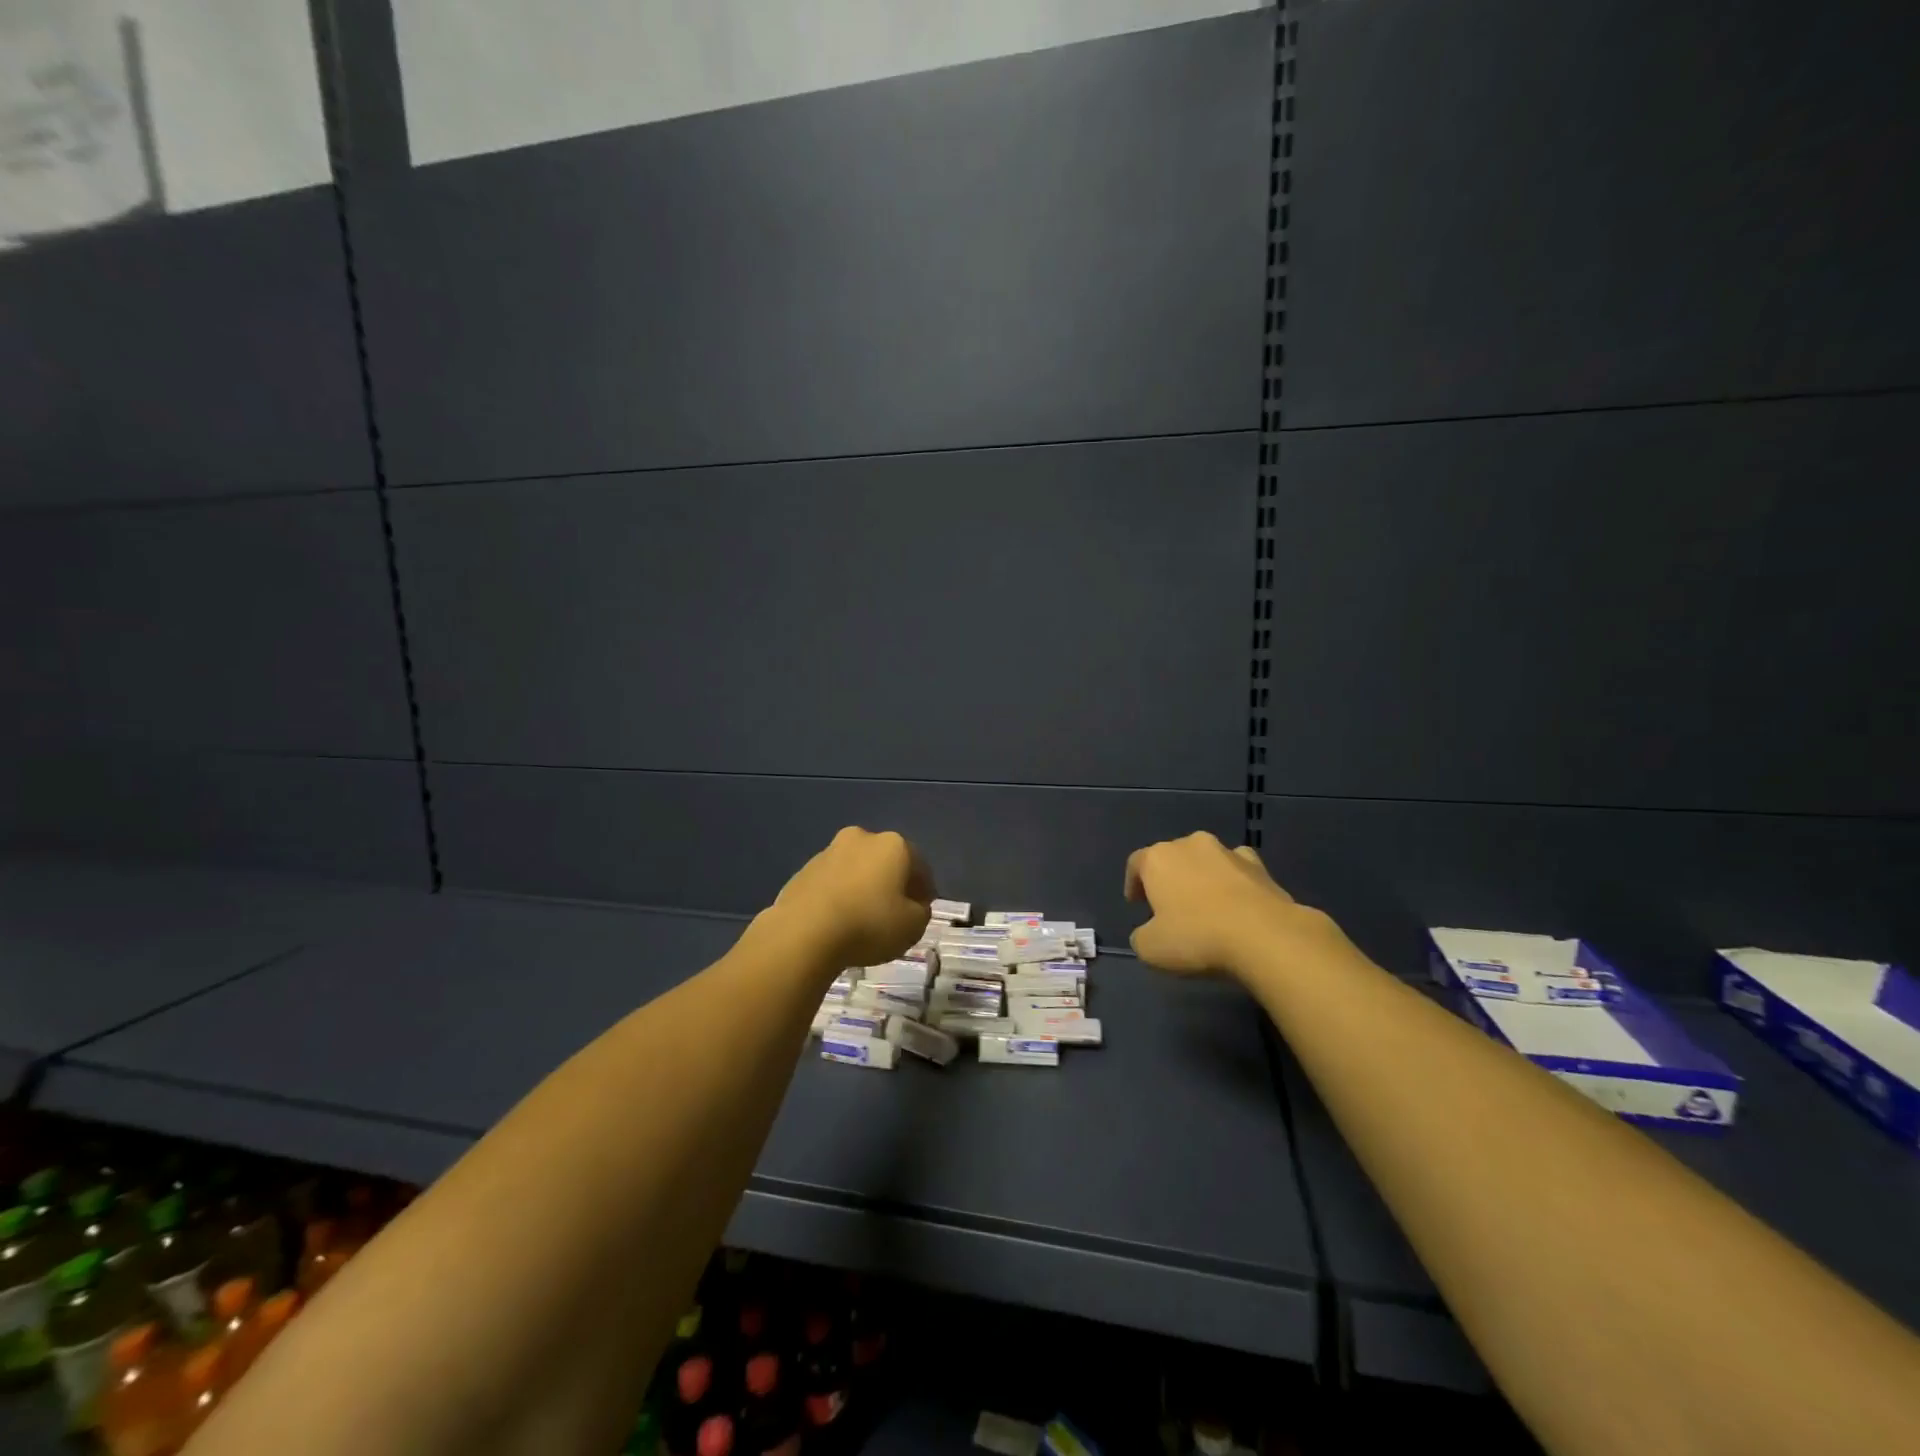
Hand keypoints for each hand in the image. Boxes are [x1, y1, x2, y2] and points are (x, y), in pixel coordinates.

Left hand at [767, 827, 934, 970]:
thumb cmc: (869, 924)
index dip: (924, 890)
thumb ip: (921, 912)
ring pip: (856, 869)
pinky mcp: (803, 870)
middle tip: (893, 913)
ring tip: (862, 919)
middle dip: (891, 882)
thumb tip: (914, 906)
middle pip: (885, 861)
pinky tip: (837, 920)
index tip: (921, 911)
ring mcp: (829, 851)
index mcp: (893, 845)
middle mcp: (862, 838)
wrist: (804, 932)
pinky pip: (832, 882)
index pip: (919, 865)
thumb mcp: (913, 926)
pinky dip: (838, 895)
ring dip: (862, 887)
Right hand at [1124, 832, 1322, 976]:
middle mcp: (1190, 845)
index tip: (1136, 904)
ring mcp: (1227, 852)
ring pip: (1206, 861)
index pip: (1136, 863)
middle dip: (1169, 879)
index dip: (1133, 884)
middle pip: (1172, 857)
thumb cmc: (1196, 937)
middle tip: (1169, 906)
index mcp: (1158, 858)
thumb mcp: (1150, 949)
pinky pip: (1238, 870)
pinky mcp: (1260, 866)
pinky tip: (1237, 905)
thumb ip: (1142, 936)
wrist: (1264, 936)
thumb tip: (1149, 932)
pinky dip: (1234, 883)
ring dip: (1202, 878)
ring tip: (1206, 906)